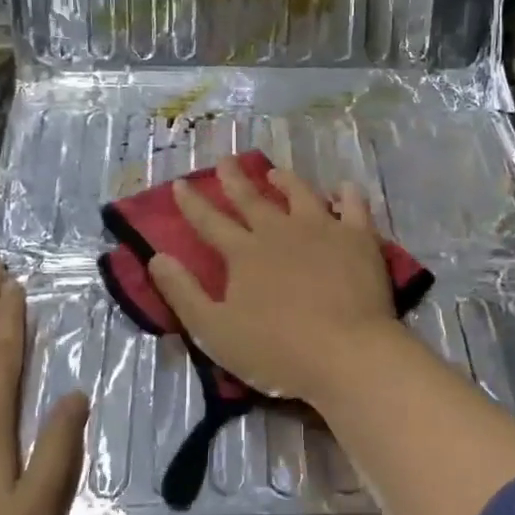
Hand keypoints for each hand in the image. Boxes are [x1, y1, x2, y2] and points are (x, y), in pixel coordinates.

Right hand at [145, 158, 403, 404]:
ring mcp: (322, 229)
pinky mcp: (358, 238)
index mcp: (244, 253)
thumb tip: (157, 257)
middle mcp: (279, 230)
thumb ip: (183, 293)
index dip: (192, 203)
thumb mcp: (214, 330)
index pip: (210, 221)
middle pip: (252, 199)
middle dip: (235, 179)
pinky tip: (342, 188)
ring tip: (275, 172)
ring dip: (286, 180)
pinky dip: (346, 194)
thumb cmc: (277, 350)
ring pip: (300, 194)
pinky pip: (353, 205)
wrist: (347, 354)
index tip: (180, 183)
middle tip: (226, 160)